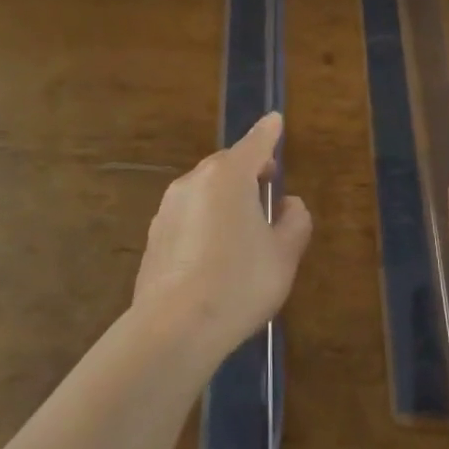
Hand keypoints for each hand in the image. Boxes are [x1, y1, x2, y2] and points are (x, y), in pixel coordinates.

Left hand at [132, 113, 312, 362]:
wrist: (174, 328)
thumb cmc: (239, 284)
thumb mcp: (283, 256)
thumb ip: (294, 222)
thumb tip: (289, 204)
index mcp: (228, 177)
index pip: (255, 143)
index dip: (268, 133)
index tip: (276, 120)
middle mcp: (194, 182)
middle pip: (226, 165)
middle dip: (248, 168)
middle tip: (267, 184)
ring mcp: (168, 207)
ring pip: (204, 189)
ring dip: (225, 196)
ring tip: (243, 225)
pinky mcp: (154, 235)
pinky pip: (188, 214)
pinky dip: (205, 218)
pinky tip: (214, 251)